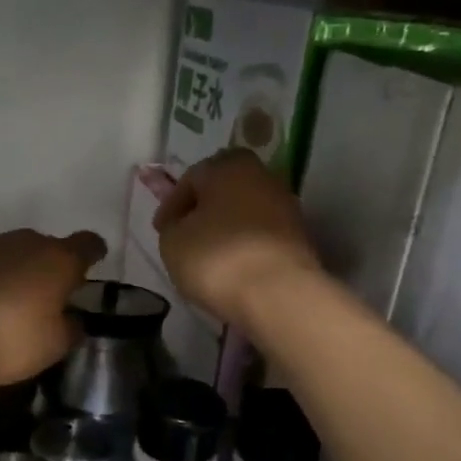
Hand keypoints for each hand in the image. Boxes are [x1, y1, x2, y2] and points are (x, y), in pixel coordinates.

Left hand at [0, 228, 107, 387]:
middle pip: (47, 247)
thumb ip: (70, 329)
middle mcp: (25, 242)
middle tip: (48, 298)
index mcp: (59, 259)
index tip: (94, 262)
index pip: (87, 245)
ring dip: (16, 273)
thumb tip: (72, 319)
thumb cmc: (9, 337)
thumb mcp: (52, 346)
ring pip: (12, 253)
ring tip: (9, 305)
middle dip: (50, 268)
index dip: (93, 253)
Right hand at [154, 149, 321, 325]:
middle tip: (185, 237)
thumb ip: (173, 225)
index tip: (161, 229)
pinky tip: (233, 267)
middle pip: (223, 190)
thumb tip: (183, 223)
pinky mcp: (299, 237)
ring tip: (208, 256)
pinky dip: (245, 246)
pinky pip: (261, 235)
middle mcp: (262, 176)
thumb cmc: (216, 257)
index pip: (191, 178)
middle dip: (203, 211)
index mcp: (228, 166)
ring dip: (226, 229)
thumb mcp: (173, 241)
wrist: (278, 294)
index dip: (172, 204)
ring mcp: (286, 206)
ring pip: (245, 212)